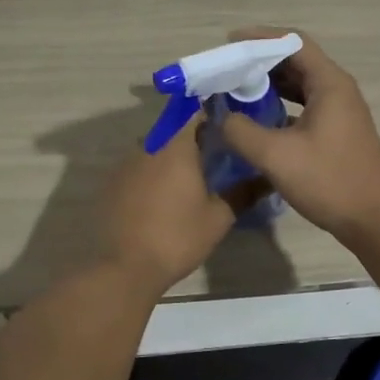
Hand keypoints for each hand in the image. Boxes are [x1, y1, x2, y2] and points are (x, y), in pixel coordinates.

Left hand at [96, 119, 246, 293]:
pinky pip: (139, 167)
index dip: (214, 114)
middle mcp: (148, 145)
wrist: (124, 268)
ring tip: (193, 176)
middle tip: (217, 154)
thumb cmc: (177, 237)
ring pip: (156, 148)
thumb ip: (243, 193)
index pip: (196, 111)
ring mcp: (126, 164)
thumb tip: (267, 178)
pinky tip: (165, 195)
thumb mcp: (218, 218)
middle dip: (195, 137)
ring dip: (173, 156)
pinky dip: (154, 173)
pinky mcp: (112, 183)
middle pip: (174, 129)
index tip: (231, 125)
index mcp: (175, 146)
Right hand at [215, 30, 379, 240]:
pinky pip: (303, 106)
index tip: (228, 44)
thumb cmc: (330, 181)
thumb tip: (220, 116)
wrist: (376, 221)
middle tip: (225, 70)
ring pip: (299, 85)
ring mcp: (339, 112)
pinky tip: (256, 120)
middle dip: (259, 62)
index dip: (259, 38)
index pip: (292, 42)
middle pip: (295, 61)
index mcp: (329, 83)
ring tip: (234, 91)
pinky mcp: (337, 132)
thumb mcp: (276, 156)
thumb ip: (241, 131)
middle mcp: (336, 90)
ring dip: (268, 85)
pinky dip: (279, 106)